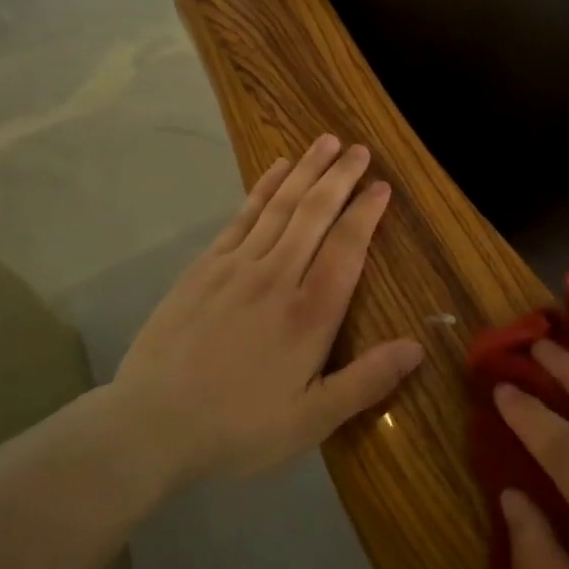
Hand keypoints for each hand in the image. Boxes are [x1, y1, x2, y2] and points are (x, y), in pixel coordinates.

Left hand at [113, 134, 423, 484]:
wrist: (150, 424)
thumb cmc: (238, 428)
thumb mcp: (311, 421)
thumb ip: (365, 382)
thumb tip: (417, 347)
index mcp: (310, 313)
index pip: (347, 247)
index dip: (367, 212)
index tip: (382, 185)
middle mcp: (277, 276)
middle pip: (316, 214)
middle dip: (341, 177)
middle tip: (360, 148)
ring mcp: (237, 266)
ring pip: (281, 205)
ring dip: (307, 170)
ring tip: (326, 141)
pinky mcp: (205, 266)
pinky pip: (242, 216)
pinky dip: (263, 188)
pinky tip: (277, 169)